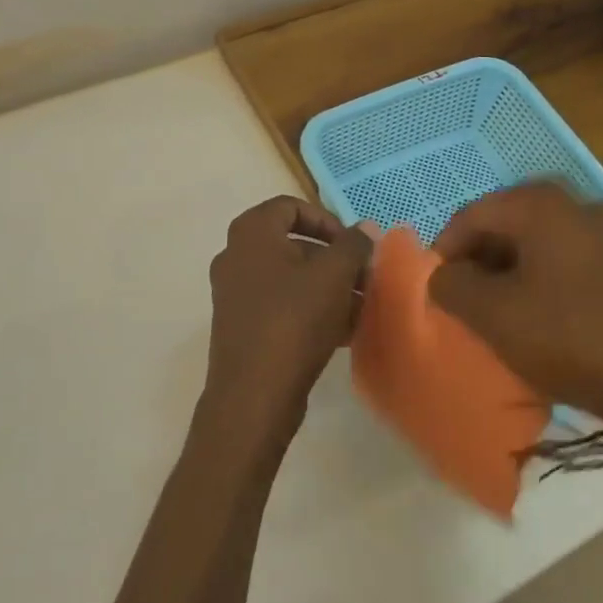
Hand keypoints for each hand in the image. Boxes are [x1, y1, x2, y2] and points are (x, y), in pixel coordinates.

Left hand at [198, 196, 371, 452]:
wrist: (254, 395)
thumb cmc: (293, 321)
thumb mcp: (334, 276)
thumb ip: (353, 245)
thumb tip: (365, 227)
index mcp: (251, 235)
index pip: (290, 207)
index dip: (327, 220)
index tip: (354, 245)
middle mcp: (237, 258)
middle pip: (294, 245)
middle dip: (335, 260)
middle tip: (366, 278)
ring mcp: (237, 295)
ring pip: (292, 280)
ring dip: (330, 288)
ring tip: (364, 307)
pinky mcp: (244, 328)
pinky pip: (284, 307)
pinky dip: (314, 311)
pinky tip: (347, 331)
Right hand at [429, 182, 602, 423]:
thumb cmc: (573, 337)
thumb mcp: (495, 316)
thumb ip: (453, 287)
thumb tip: (442, 274)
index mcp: (542, 205)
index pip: (472, 214)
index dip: (445, 250)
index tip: (437, 289)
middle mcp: (580, 205)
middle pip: (509, 224)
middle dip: (480, 261)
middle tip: (466, 301)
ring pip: (543, 244)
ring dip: (514, 272)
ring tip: (503, 314)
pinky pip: (574, 262)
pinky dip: (548, 282)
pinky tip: (548, 319)